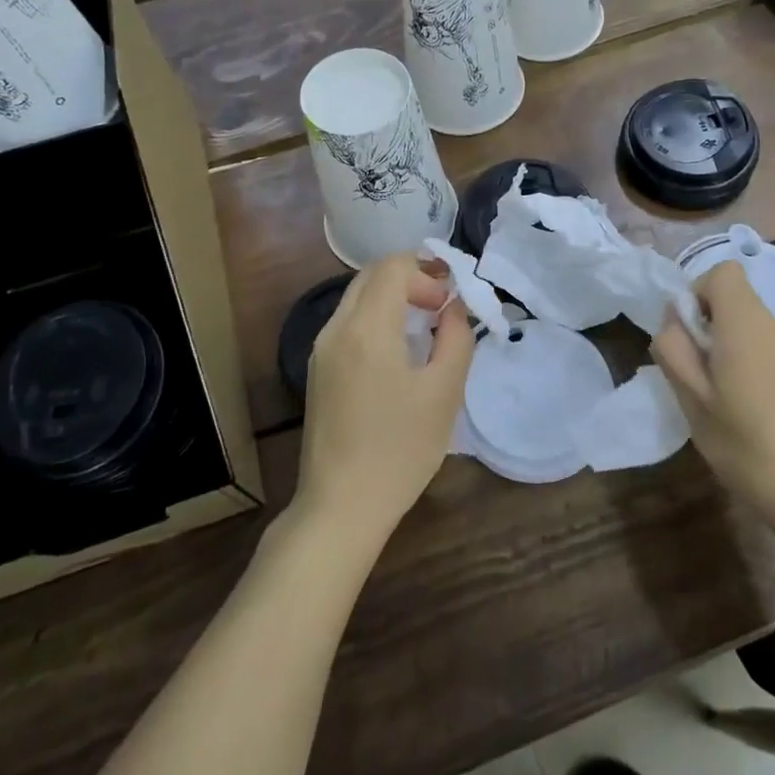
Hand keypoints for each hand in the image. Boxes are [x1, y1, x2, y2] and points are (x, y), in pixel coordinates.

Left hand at [298, 254, 474, 547]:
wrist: (340, 507)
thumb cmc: (399, 450)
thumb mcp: (444, 393)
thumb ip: (456, 339)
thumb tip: (455, 308)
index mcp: (366, 328)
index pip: (393, 267)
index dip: (428, 272)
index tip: (450, 304)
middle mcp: (336, 329)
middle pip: (372, 276)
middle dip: (411, 279)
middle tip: (442, 307)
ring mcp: (321, 350)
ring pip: (357, 298)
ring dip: (393, 298)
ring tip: (425, 328)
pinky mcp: (318, 370)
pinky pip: (348, 323)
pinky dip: (376, 318)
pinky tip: (398, 352)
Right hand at [652, 261, 774, 518]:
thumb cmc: (740, 441)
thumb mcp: (690, 397)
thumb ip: (673, 348)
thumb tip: (674, 319)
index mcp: (745, 325)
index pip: (724, 272)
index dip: (698, 292)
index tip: (689, 333)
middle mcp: (773, 326)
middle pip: (735, 295)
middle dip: (707, 319)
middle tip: (696, 367)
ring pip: (748, 319)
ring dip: (724, 339)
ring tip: (716, 387)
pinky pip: (763, 341)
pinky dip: (744, 355)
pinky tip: (742, 399)